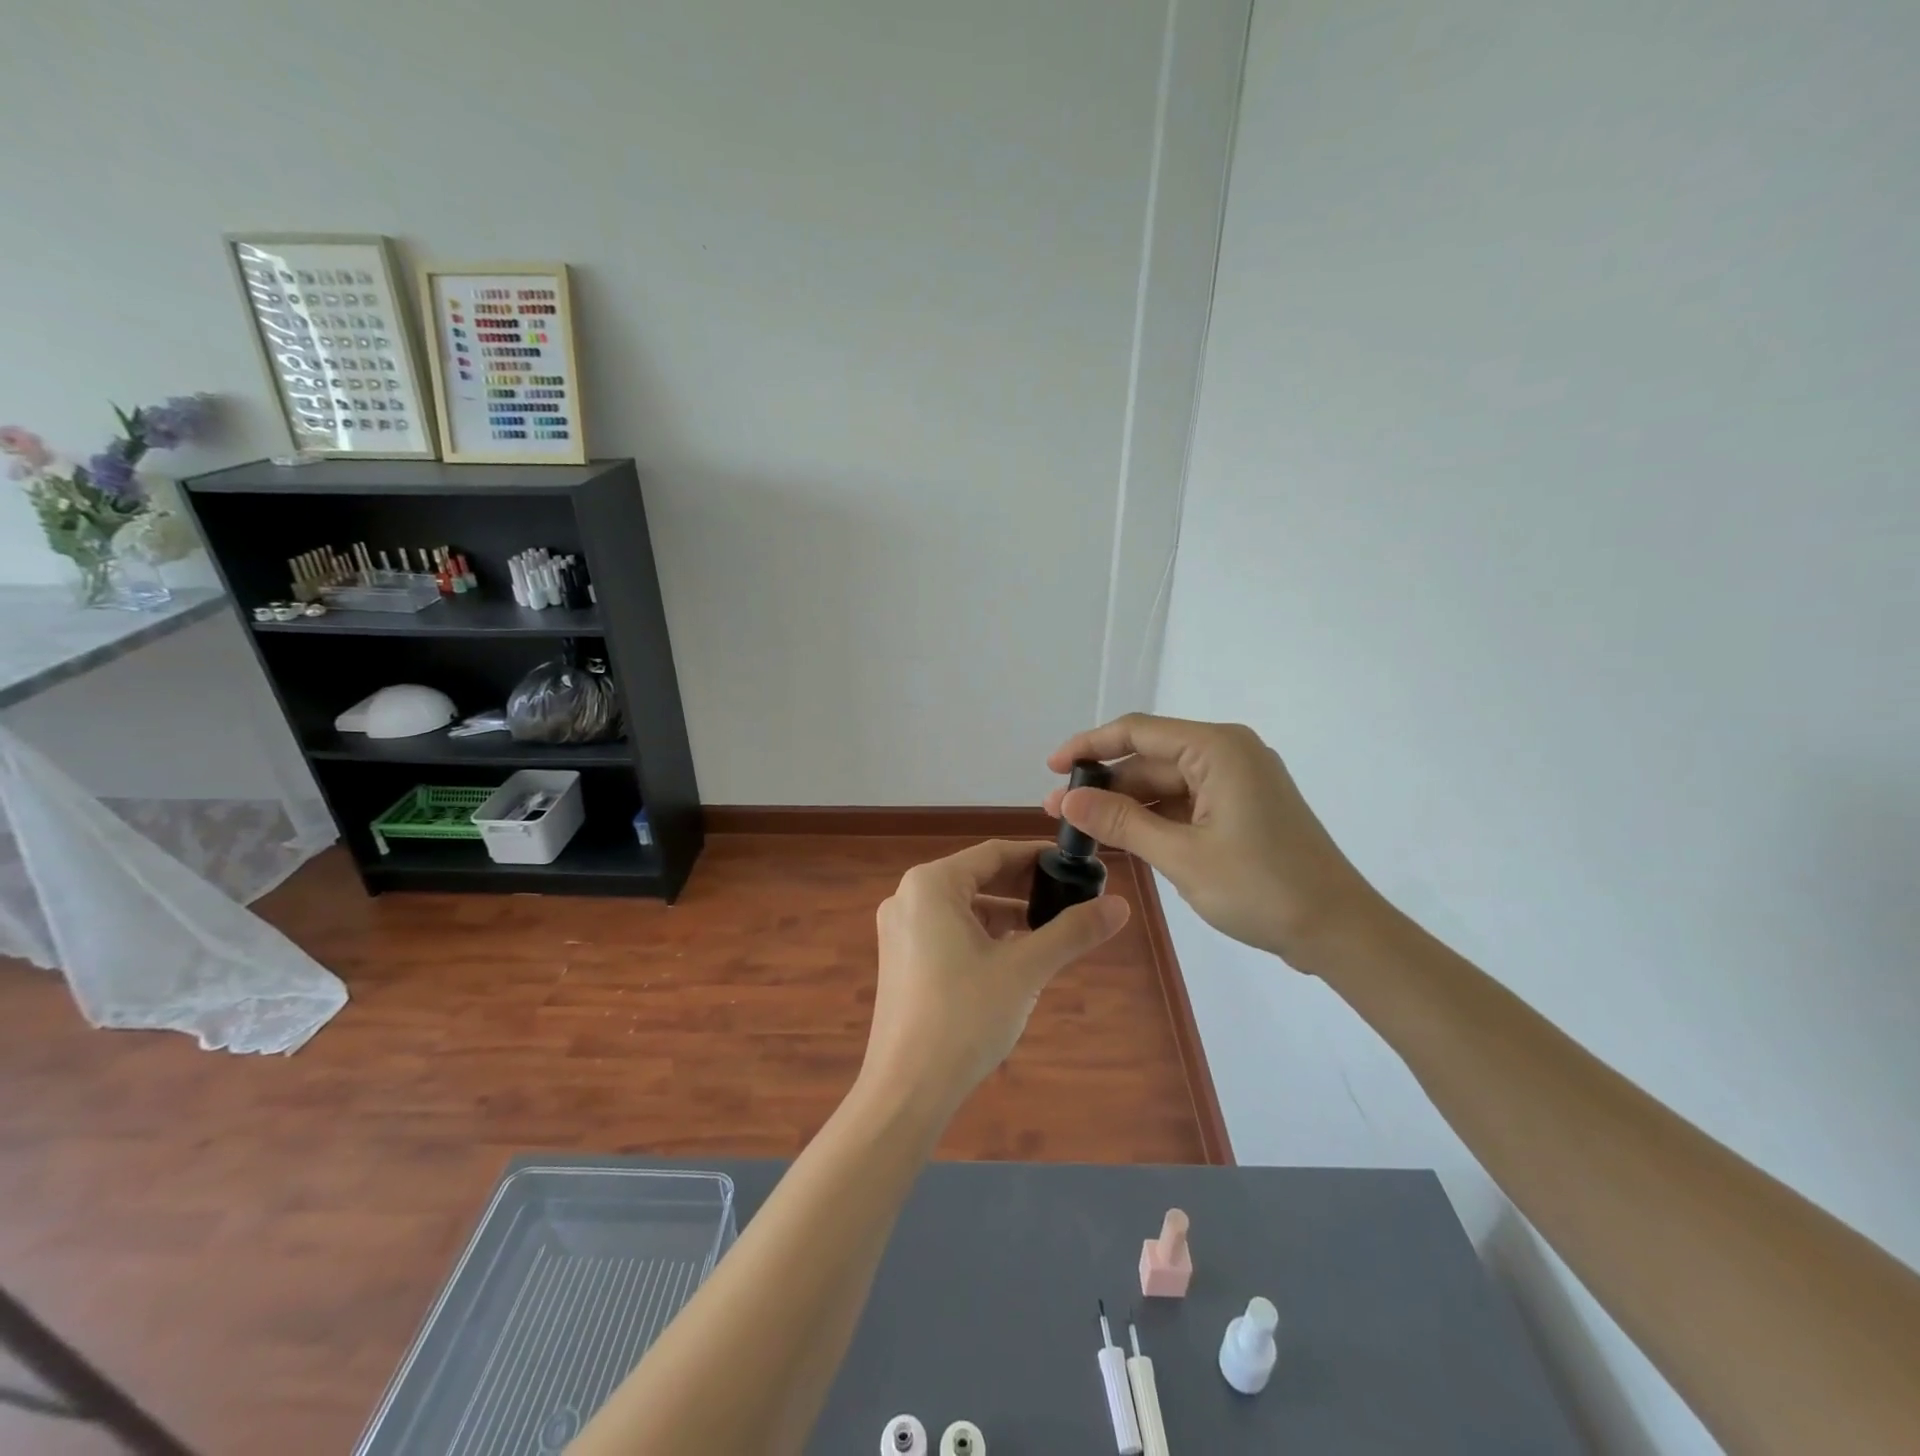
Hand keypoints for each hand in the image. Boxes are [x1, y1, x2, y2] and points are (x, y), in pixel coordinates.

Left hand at [863, 840, 1129, 1115]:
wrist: (907, 1090)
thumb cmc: (964, 1017)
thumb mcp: (1025, 969)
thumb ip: (1072, 932)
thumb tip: (1121, 905)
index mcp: (931, 885)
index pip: (994, 853)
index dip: (1037, 857)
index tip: (1075, 866)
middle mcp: (908, 897)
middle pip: (977, 877)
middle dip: (1025, 887)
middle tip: (1069, 898)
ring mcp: (900, 930)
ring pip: (964, 907)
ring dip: (1006, 914)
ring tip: (1050, 929)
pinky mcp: (901, 960)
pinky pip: (949, 931)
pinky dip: (983, 936)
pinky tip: (1015, 957)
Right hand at [1046, 714, 1384, 968]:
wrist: (1339, 931)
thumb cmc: (1262, 888)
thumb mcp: (1181, 856)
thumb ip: (1121, 822)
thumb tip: (1067, 798)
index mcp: (1217, 749)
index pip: (1137, 731)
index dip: (1089, 746)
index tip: (1052, 768)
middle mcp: (1228, 753)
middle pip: (1150, 758)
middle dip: (1105, 784)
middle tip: (1059, 813)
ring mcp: (1238, 781)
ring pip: (1166, 783)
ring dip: (1128, 805)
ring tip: (1085, 830)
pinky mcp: (1243, 808)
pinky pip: (1186, 802)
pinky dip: (1155, 819)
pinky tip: (1125, 839)